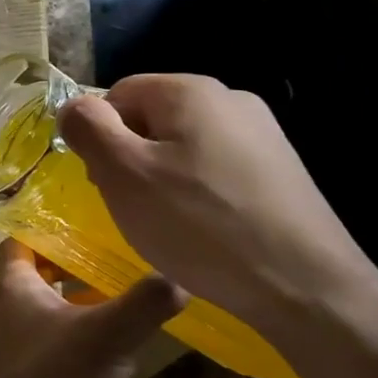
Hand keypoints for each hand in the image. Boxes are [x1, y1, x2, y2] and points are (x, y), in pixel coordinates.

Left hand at [0, 239, 184, 377]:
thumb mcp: (104, 336)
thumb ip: (143, 304)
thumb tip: (181, 276)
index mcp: (16, 287)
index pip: (21, 240)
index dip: (46, 225)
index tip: (87, 217)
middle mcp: (15, 311)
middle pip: (42, 272)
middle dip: (77, 261)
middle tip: (122, 251)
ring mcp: (27, 347)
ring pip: (58, 309)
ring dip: (88, 300)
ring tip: (135, 290)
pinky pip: (68, 345)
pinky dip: (92, 337)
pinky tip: (129, 343)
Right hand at [57, 75, 377, 333]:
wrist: (305, 286)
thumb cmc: (199, 225)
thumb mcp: (123, 174)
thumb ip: (88, 129)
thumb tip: (72, 107)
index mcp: (190, 91)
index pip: (117, 93)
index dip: (98, 135)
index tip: (101, 180)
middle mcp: (230, 99)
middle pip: (151, 117)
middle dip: (129, 157)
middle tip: (129, 205)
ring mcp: (262, 134)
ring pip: (182, 145)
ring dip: (160, 177)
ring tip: (166, 222)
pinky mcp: (279, 170)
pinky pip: (214, 168)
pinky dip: (196, 193)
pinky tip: (202, 229)